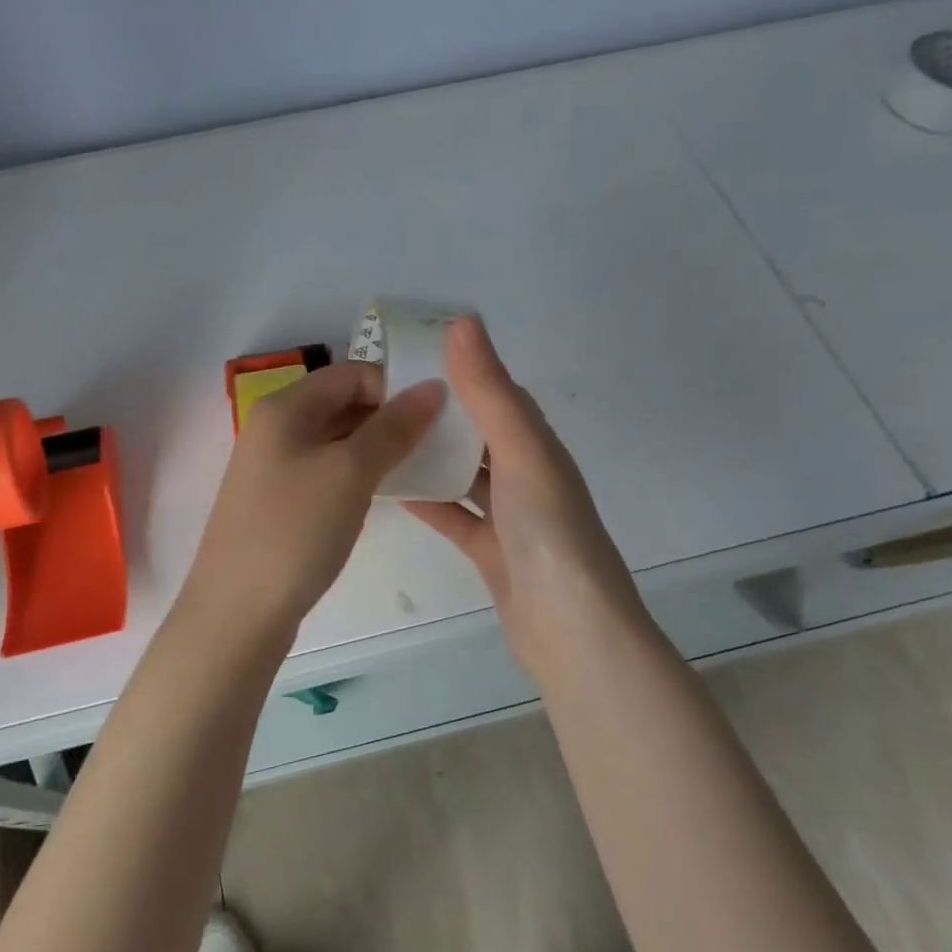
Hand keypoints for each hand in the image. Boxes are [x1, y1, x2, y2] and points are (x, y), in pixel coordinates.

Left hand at [180, 360, 444, 636]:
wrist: (237, 612)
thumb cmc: (295, 531)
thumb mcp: (350, 473)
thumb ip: (393, 427)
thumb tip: (433, 386)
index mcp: (284, 407)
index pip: (350, 373)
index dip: (393, 388)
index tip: (433, 419)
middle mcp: (274, 428)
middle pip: (342, 403)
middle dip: (388, 418)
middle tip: (432, 446)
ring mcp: (273, 466)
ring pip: (336, 440)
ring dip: (375, 449)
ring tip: (415, 471)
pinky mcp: (278, 500)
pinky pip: (325, 471)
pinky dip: (355, 475)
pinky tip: (379, 497)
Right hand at [405, 317, 637, 669]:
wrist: (571, 629)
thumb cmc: (549, 530)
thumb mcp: (520, 450)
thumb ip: (490, 390)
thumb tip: (463, 321)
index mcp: (538, 445)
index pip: (498, 392)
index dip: (462, 369)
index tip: (413, 353)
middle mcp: (526, 475)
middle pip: (478, 433)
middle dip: (439, 413)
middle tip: (382, 396)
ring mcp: (510, 517)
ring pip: (464, 474)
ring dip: (430, 456)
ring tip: (380, 436)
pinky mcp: (491, 552)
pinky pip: (454, 515)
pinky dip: (428, 501)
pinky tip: (391, 491)